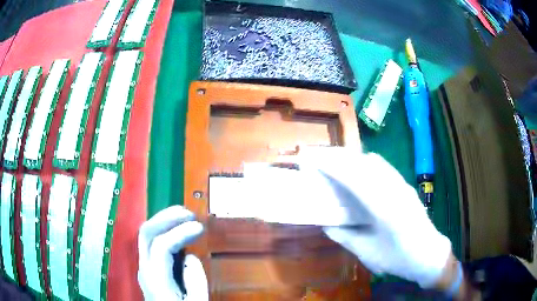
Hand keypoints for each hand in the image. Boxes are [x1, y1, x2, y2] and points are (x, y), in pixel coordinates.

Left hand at [138, 205, 207, 299]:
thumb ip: (195, 280)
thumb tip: (190, 256)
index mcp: (155, 279)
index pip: (162, 245)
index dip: (181, 232)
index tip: (200, 227)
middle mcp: (144, 268)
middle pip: (146, 233)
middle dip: (166, 217)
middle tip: (188, 213)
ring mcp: (144, 267)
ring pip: (146, 235)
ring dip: (164, 221)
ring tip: (183, 216)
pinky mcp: (148, 269)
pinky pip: (152, 243)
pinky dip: (164, 231)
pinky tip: (176, 231)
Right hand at [280, 147, 452, 287]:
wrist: (428, 254)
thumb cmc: (399, 259)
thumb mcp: (368, 253)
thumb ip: (346, 237)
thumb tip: (326, 224)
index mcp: (385, 209)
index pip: (356, 179)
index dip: (333, 166)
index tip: (312, 160)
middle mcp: (395, 190)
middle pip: (365, 163)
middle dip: (340, 156)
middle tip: (317, 158)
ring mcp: (402, 185)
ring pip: (374, 161)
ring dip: (352, 157)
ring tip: (333, 162)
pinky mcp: (404, 185)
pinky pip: (382, 167)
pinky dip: (364, 163)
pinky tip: (356, 171)